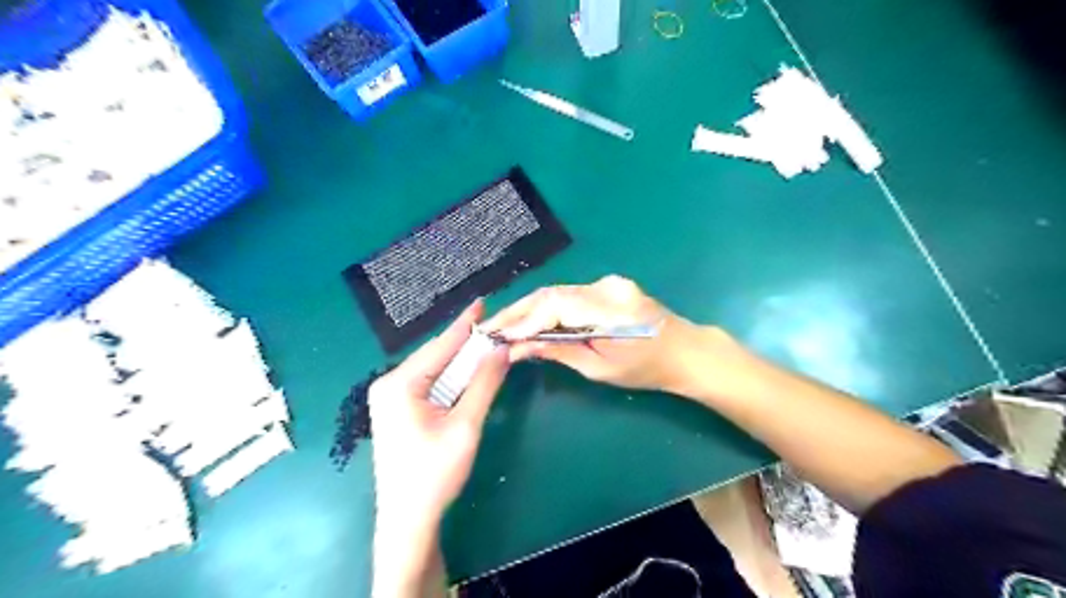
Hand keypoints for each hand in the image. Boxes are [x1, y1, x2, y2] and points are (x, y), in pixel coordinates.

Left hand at [372, 302, 510, 526]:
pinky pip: (428, 383)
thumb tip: (501, 349)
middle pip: (436, 355)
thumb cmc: (435, 474)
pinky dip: (451, 377)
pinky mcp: (397, 409)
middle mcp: (389, 384)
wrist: (407, 520)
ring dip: (460, 361)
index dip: (465, 323)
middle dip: (466, 342)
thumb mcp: (465, 425)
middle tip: (494, 327)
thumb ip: (484, 383)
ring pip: (433, 369)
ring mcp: (390, 397)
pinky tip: (468, 371)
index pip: (440, 345)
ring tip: (486, 344)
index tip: (482, 301)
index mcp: (399, 384)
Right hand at [483, 275, 715, 395]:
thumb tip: (517, 349)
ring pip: (558, 292)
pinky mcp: (608, 285)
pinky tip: (531, 319)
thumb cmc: (646, 369)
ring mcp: (609, 282)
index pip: (554, 307)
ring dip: (530, 309)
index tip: (496, 335)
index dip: (523, 321)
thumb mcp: (600, 368)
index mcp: (609, 310)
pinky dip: (548, 307)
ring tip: (504, 325)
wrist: (685, 351)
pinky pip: (570, 294)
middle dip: (518, 311)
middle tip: (490, 327)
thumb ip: (558, 352)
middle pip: (552, 294)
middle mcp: (606, 287)